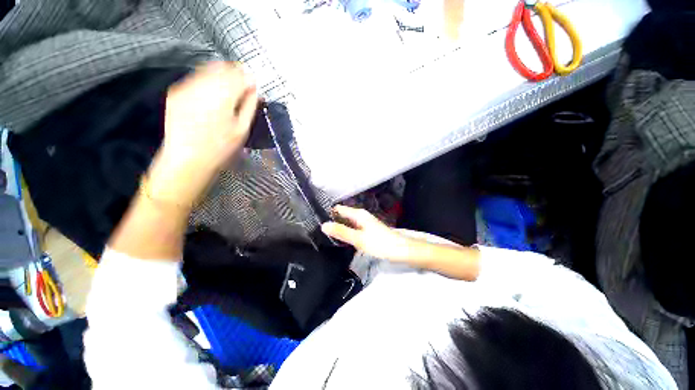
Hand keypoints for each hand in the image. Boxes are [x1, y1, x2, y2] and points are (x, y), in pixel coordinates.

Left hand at [148, 62, 257, 204]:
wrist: (188, 158)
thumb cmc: (221, 147)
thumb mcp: (242, 129)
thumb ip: (249, 106)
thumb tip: (254, 90)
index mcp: (223, 96)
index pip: (240, 76)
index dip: (249, 79)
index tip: (254, 86)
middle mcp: (203, 86)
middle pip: (223, 68)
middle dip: (235, 74)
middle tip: (242, 86)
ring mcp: (187, 87)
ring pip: (208, 70)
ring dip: (221, 75)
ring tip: (228, 89)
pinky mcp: (176, 91)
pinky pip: (196, 78)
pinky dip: (207, 81)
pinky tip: (211, 94)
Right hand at [321, 205, 411, 261]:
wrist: (400, 250)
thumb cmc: (379, 243)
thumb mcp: (358, 238)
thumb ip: (341, 232)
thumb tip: (323, 225)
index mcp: (358, 214)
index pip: (339, 209)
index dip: (328, 213)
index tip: (316, 220)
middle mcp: (360, 216)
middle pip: (342, 215)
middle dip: (332, 221)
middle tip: (318, 230)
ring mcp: (364, 223)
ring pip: (347, 222)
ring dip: (338, 227)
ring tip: (325, 235)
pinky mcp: (366, 231)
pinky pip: (352, 229)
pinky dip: (345, 232)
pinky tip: (340, 239)